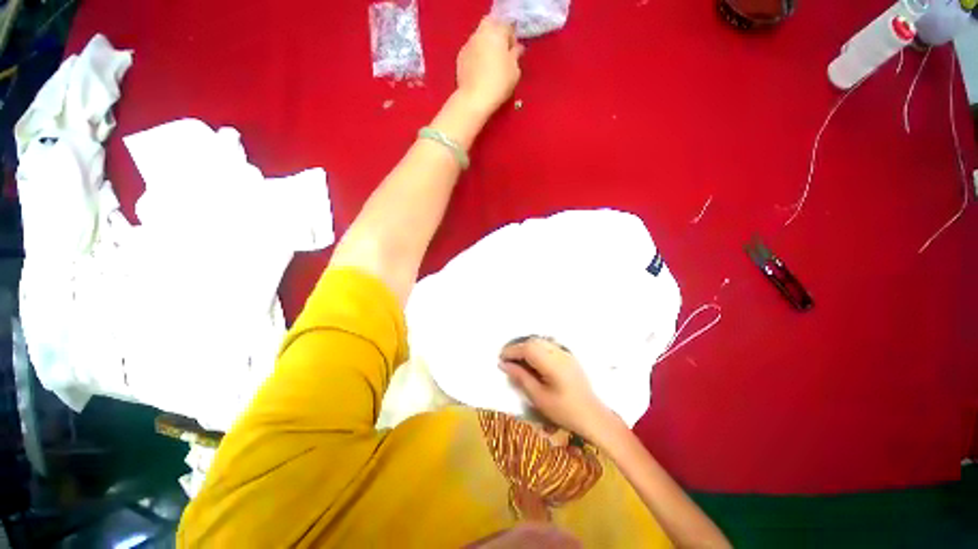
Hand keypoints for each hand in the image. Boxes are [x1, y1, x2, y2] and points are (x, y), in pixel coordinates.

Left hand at [456, 17, 523, 115]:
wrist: (474, 99)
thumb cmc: (499, 83)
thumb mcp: (514, 71)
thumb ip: (515, 56)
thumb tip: (516, 49)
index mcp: (496, 32)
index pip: (507, 26)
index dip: (512, 39)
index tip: (514, 53)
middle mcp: (481, 33)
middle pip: (490, 25)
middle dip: (497, 36)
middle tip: (502, 53)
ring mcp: (468, 44)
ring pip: (479, 38)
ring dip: (486, 46)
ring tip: (490, 64)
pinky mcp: (460, 57)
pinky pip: (472, 51)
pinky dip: (477, 56)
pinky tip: (480, 71)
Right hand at [499, 337, 619, 439]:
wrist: (593, 417)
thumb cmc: (564, 411)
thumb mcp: (538, 397)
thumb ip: (521, 377)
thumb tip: (504, 364)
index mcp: (552, 363)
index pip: (527, 349)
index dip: (511, 351)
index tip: (500, 359)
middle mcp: (559, 353)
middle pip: (534, 342)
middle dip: (518, 348)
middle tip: (507, 360)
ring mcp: (565, 353)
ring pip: (541, 342)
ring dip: (527, 348)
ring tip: (517, 361)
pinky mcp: (568, 357)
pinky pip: (548, 346)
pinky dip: (537, 350)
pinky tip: (532, 362)